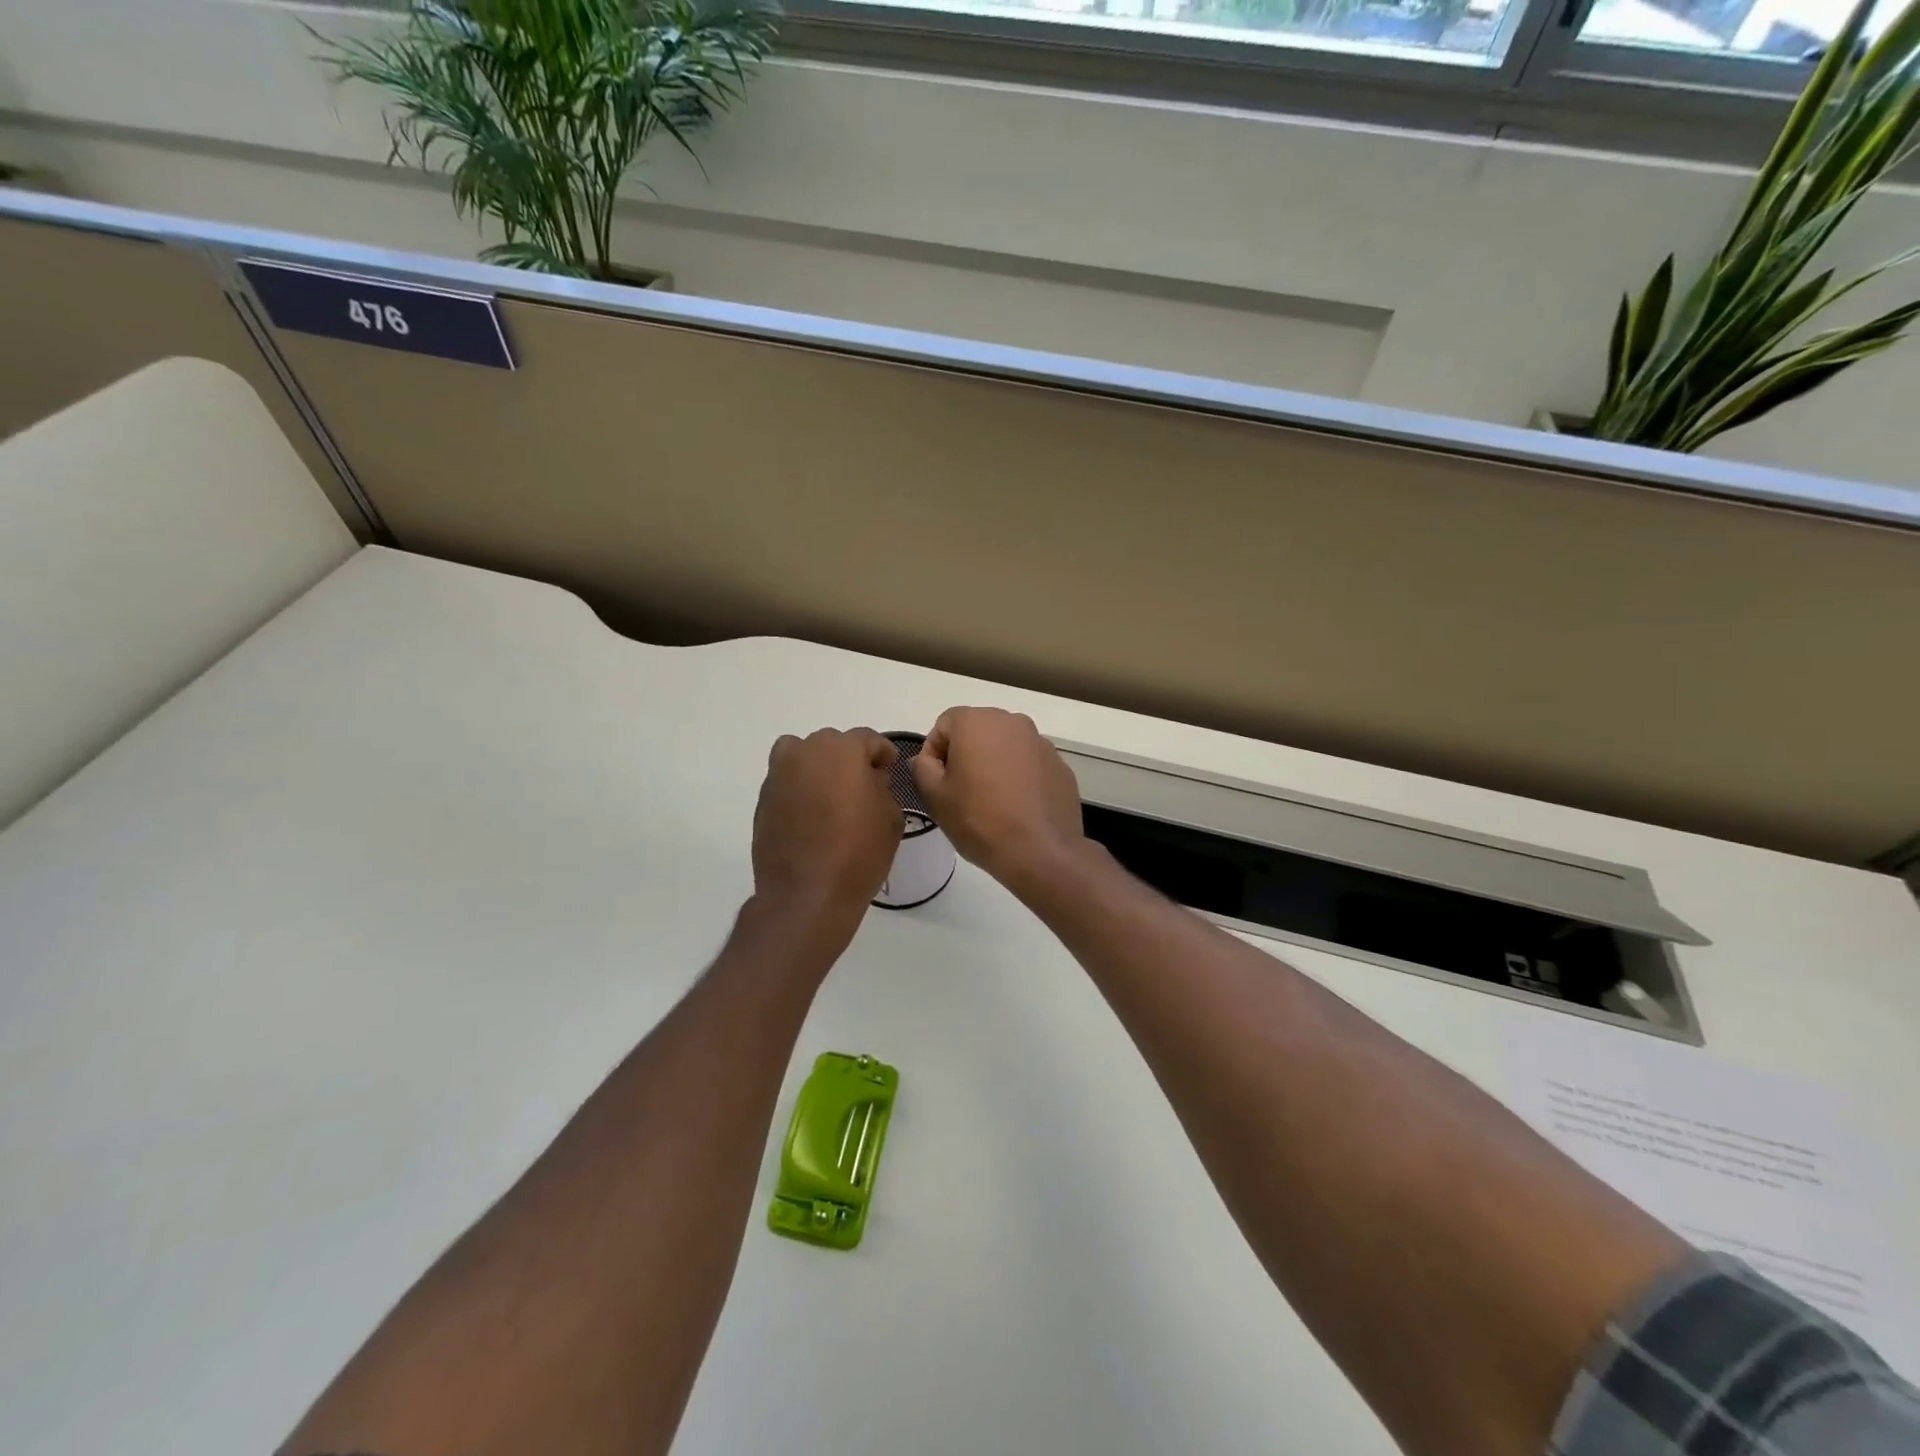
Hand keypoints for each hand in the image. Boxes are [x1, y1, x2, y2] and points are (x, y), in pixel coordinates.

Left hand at [752, 728, 902, 927]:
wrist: (806, 893)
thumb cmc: (858, 852)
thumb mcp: (890, 817)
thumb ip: (882, 787)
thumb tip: (869, 780)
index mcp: (842, 750)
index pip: (867, 739)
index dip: (882, 753)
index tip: (889, 768)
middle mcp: (806, 752)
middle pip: (832, 744)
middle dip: (849, 759)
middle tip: (863, 784)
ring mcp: (779, 774)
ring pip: (802, 756)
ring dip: (819, 768)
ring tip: (831, 795)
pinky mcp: (763, 799)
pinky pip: (787, 781)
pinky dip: (800, 789)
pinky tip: (812, 815)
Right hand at [911, 708, 1084, 888]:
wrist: (1039, 851)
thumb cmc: (979, 819)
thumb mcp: (935, 796)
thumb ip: (922, 768)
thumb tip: (925, 759)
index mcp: (977, 721)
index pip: (944, 725)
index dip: (934, 753)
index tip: (936, 783)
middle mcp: (1012, 721)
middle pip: (977, 731)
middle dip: (965, 755)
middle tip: (959, 792)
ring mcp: (1040, 742)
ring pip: (1005, 746)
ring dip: (993, 764)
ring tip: (990, 801)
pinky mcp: (1059, 765)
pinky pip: (1029, 764)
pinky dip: (1019, 777)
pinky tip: (1016, 807)